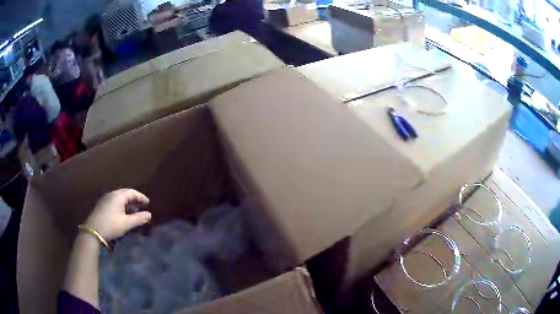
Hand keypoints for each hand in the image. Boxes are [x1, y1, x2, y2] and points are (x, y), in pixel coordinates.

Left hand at [84, 189, 150, 240]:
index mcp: (118, 196)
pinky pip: (114, 201)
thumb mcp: (126, 223)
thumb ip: (139, 218)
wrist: (93, 231)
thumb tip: (149, 214)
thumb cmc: (111, 225)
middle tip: (142, 207)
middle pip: (125, 193)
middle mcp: (111, 194)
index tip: (148, 203)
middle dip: (134, 199)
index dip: (141, 197)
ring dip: (128, 203)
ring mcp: (105, 199)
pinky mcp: (102, 205)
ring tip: (134, 212)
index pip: (132, 192)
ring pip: (119, 198)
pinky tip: (123, 214)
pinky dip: (121, 205)